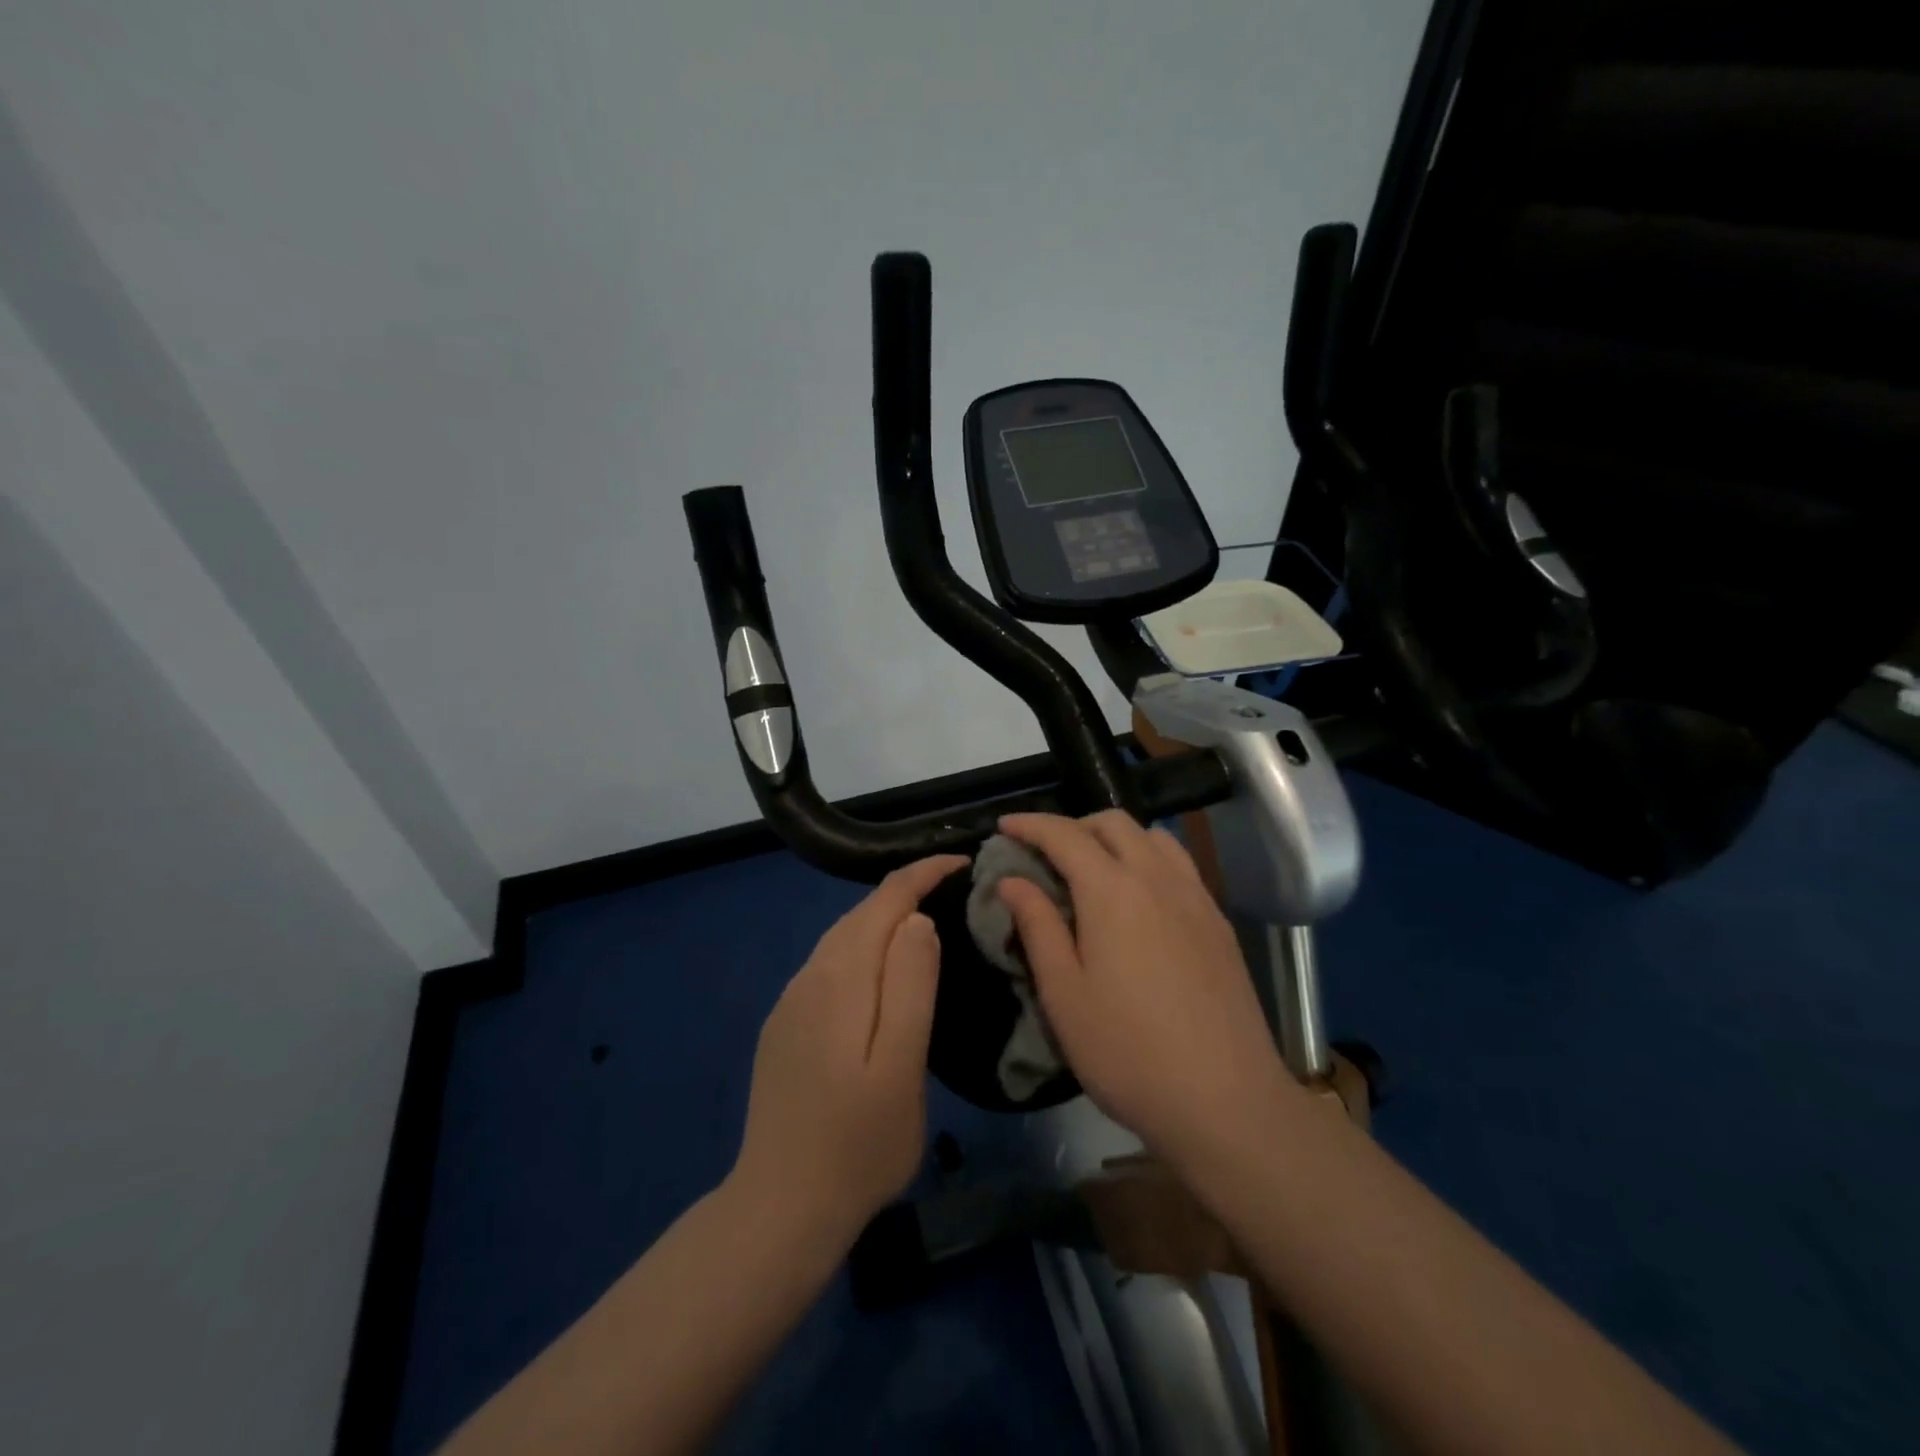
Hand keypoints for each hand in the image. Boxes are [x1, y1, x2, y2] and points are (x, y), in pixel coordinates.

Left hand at [730, 855, 965, 1247]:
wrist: (780, 1208)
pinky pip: (830, 964)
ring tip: (926, 921)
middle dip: (907, 889)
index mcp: (842, 977)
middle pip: (861, 913)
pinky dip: (863, 948)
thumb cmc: (858, 1144)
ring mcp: (791, 1001)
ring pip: (843, 937)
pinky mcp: (785, 1024)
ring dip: (883, 918)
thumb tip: (918, 920)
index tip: (963, 862)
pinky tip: (880, 972)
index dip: (923, 873)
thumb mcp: (901, 1067)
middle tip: (954, 889)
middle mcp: (810, 975)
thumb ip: (911, 986)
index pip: (886, 900)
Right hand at [996, 812, 1290, 1163]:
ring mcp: (1196, 897)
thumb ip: (1037, 926)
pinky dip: (1148, 859)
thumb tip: (1012, 880)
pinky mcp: (1218, 922)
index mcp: (1113, 891)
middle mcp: (1157, 878)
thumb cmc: (1128, 1051)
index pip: (1065, 834)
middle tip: (1044, 853)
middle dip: (1072, 825)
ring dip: (1115, 838)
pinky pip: (1179, 865)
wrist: (1227, 1101)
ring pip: (1153, 837)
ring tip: (1092, 870)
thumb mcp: (1064, 994)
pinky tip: (1139, 899)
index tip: (1003, 827)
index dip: (1030, 824)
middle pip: (1113, 823)